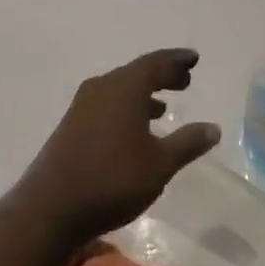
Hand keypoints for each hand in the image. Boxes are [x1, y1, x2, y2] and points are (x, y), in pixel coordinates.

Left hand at [11, 49, 221, 249]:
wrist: (50, 207)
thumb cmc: (112, 180)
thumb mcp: (159, 165)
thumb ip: (187, 143)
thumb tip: (213, 128)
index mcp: (126, 86)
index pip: (157, 62)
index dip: (177, 60)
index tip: (194, 58)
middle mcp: (104, 86)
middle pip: (138, 72)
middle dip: (163, 75)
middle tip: (184, 80)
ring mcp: (83, 104)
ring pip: (121, 88)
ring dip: (144, 93)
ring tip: (163, 106)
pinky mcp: (72, 123)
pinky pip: (107, 103)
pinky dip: (126, 107)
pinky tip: (133, 129)